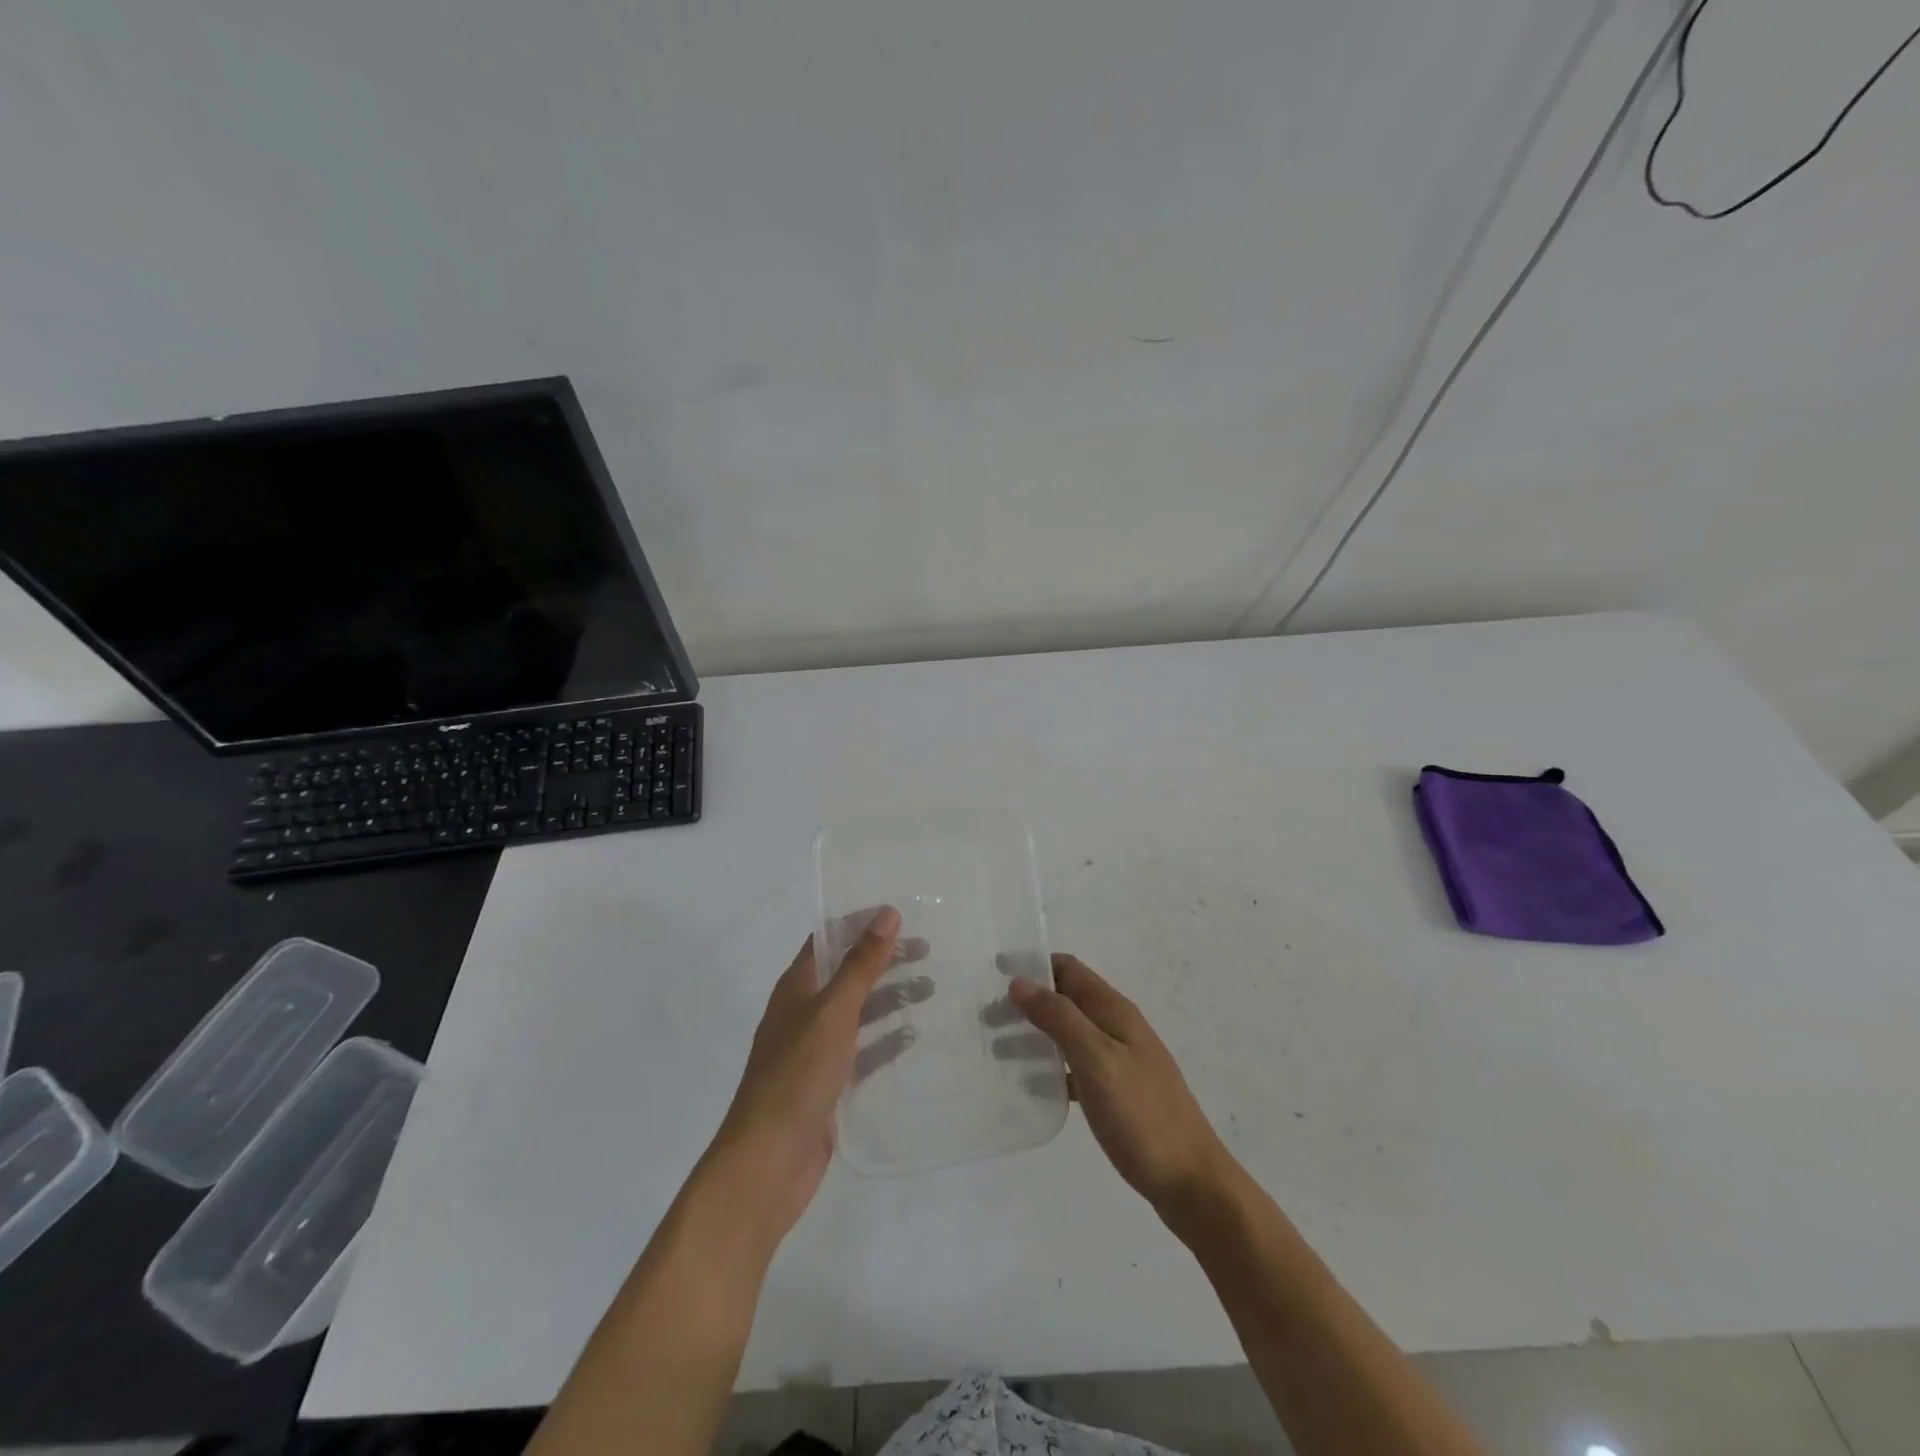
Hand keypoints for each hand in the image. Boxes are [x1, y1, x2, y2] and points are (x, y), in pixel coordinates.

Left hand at [699, 907, 926, 1244]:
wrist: (767, 1162)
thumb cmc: (797, 1075)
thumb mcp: (833, 1012)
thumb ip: (861, 965)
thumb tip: (887, 914)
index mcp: (796, 988)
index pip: (829, 940)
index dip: (861, 925)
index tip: (902, 916)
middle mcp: (803, 1013)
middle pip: (847, 974)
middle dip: (884, 961)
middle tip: (928, 952)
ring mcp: (814, 1051)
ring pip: (858, 1012)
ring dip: (890, 998)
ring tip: (931, 989)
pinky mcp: (828, 1085)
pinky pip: (861, 1052)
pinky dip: (885, 1041)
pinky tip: (914, 1037)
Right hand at [1010, 954, 1230, 1215]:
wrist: (1191, 1181)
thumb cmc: (1142, 1115)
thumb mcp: (1097, 1060)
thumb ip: (1060, 1018)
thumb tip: (1020, 982)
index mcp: (1114, 1011)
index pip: (1069, 969)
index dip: (1033, 964)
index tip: (994, 971)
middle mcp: (1117, 1027)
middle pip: (1066, 998)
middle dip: (1027, 1000)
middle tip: (986, 1016)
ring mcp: (1119, 1060)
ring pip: (1068, 1032)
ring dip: (1034, 1032)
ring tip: (996, 1046)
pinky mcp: (1117, 1092)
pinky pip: (1075, 1065)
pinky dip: (1050, 1066)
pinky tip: (1029, 1084)